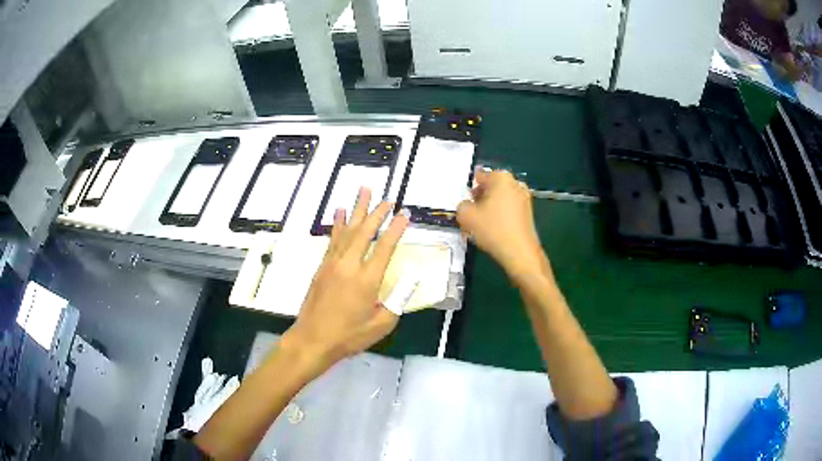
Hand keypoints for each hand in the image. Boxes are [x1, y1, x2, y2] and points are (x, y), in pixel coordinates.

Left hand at [286, 187, 408, 366]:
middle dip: (377, 213)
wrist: (312, 340)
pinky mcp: (322, 266)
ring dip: (357, 209)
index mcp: (367, 280)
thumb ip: (398, 299)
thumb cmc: (349, 336)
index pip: (384, 247)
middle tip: (387, 199)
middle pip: (365, 232)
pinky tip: (339, 212)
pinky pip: (332, 239)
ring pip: (347, 230)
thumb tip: (412, 277)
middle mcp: (349, 265)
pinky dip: (337, 224)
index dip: (396, 229)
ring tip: (364, 190)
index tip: (405, 214)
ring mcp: (332, 264)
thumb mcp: (381, 324)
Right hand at [457, 170, 545, 277]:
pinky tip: (493, 231)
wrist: (520, 252)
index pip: (479, 177)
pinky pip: (508, 209)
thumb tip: (467, 205)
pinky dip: (500, 216)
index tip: (465, 204)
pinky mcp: (528, 212)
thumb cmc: (493, 229)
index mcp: (501, 177)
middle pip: (490, 188)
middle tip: (471, 215)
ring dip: (489, 209)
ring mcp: (524, 198)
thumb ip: (461, 205)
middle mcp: (515, 183)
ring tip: (481, 225)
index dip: (469, 191)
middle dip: (480, 199)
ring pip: (499, 199)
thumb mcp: (466, 216)